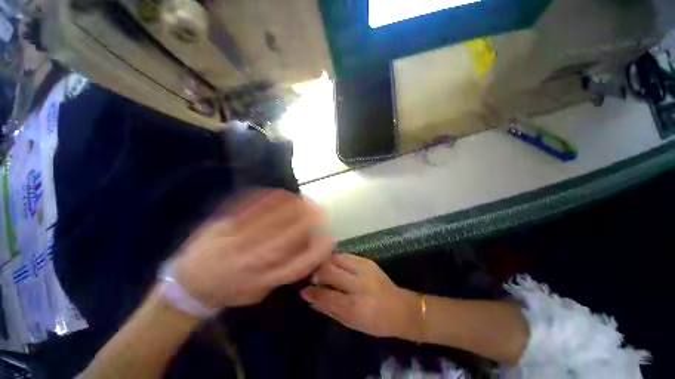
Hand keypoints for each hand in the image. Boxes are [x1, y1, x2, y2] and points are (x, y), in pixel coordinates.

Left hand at [171, 189, 333, 309]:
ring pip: (272, 218)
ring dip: (294, 207)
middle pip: (288, 236)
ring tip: (306, 201)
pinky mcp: (225, 223)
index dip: (317, 252)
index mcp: (259, 279)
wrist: (187, 284)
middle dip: (309, 221)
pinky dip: (271, 198)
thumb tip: (304, 253)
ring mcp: (236, 238)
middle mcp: (250, 258)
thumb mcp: (258, 292)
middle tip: (321, 213)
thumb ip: (282, 273)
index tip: (330, 240)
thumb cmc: (227, 291)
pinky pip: (251, 206)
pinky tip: (283, 195)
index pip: (297, 265)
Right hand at [301, 253, 420, 339]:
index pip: (327, 296)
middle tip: (310, 274)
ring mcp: (365, 270)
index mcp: (355, 306)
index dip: (313, 293)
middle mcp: (359, 285)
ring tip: (319, 266)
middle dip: (317, 272)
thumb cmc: (377, 323)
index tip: (303, 290)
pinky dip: (336, 258)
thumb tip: (311, 301)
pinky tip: (332, 262)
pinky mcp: (368, 261)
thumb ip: (331, 310)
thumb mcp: (353, 324)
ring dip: (325, 262)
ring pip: (337, 259)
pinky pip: (347, 255)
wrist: (402, 309)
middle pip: (330, 272)